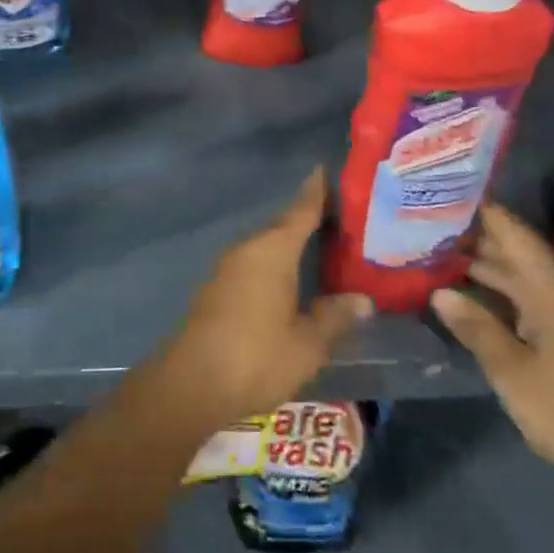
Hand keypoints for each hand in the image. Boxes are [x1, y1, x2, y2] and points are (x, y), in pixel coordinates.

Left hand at [155, 167, 372, 428]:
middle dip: (306, 219)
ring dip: (289, 243)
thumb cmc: (256, 357)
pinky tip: (287, 280)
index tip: (324, 169)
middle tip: (337, 218)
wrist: (191, 383)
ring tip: (318, 247)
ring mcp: (228, 267)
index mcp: (273, 250)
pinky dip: (273, 263)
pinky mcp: (216, 287)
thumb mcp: (307, 343)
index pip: (301, 210)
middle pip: (282, 225)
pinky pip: (253, 262)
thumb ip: (334, 317)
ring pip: (266, 245)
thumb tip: (362, 299)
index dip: (315, 191)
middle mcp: (249, 248)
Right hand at [431, 204, 553, 492]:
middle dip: (475, 238)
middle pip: (515, 250)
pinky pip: (530, 297)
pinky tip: (474, 297)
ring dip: (486, 266)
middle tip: (429, 226)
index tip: (445, 194)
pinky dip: (501, 290)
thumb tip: (439, 293)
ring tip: (441, 256)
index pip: (512, 231)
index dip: (481, 210)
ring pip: (522, 275)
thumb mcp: (513, 372)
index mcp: (551, 286)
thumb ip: (476, 328)